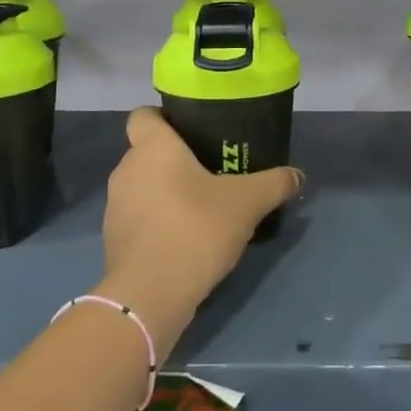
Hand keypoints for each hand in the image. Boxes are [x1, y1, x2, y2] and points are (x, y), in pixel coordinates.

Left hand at [97, 107, 302, 355]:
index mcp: (153, 147)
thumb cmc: (195, 228)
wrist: (150, 294)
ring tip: (202, 207)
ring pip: (144, 186)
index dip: (165, 118)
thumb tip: (297, 175)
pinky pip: (139, 218)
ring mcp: (116, 206)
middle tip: (211, 171)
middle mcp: (127, 169)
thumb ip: (274, 183)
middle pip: (148, 152)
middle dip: (175, 159)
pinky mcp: (113, 239)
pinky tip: (186, 239)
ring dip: (166, 192)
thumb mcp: (247, 203)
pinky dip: (158, 222)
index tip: (193, 132)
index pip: (143, 115)